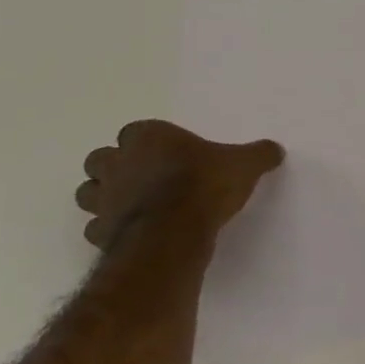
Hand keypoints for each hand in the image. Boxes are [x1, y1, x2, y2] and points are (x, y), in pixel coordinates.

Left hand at [75, 120, 284, 249]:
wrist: (174, 232)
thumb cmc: (206, 184)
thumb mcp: (244, 164)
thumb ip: (258, 155)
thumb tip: (276, 150)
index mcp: (148, 137)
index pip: (134, 131)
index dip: (147, 142)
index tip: (166, 153)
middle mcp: (119, 162)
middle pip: (100, 158)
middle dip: (115, 165)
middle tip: (143, 177)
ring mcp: (105, 198)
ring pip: (88, 191)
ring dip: (104, 195)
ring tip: (131, 204)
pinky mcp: (100, 231)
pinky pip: (96, 227)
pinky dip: (107, 228)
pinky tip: (130, 233)